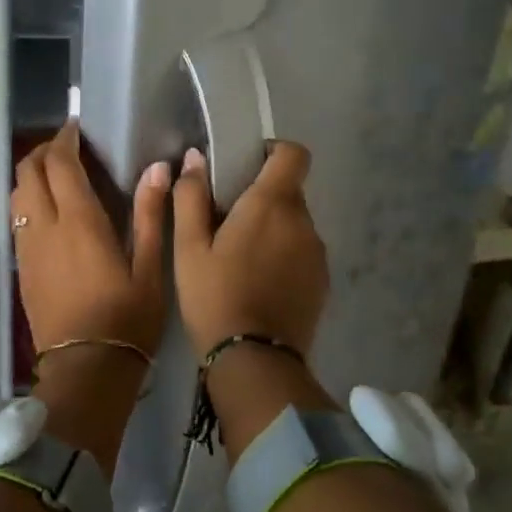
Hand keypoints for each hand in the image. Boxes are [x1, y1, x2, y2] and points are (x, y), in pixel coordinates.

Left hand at [11, 120, 170, 358]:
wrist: (86, 370)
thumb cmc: (126, 318)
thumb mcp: (150, 267)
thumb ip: (151, 214)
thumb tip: (158, 168)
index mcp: (79, 221)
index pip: (59, 163)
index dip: (64, 139)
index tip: (78, 128)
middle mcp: (45, 227)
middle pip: (27, 172)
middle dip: (43, 151)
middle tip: (69, 148)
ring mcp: (27, 249)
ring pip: (17, 195)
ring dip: (32, 175)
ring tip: (60, 176)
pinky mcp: (22, 268)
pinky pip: (17, 220)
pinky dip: (29, 201)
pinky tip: (52, 213)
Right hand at [172, 142, 328, 356]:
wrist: (254, 360)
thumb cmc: (214, 296)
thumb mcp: (189, 247)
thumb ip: (191, 196)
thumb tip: (195, 158)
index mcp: (272, 204)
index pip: (294, 154)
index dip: (274, 151)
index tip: (248, 166)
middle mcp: (304, 222)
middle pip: (290, 191)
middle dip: (263, 197)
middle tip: (228, 222)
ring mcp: (317, 253)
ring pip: (295, 224)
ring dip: (274, 229)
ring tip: (242, 259)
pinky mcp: (322, 282)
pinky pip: (302, 253)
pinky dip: (284, 256)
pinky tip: (260, 283)